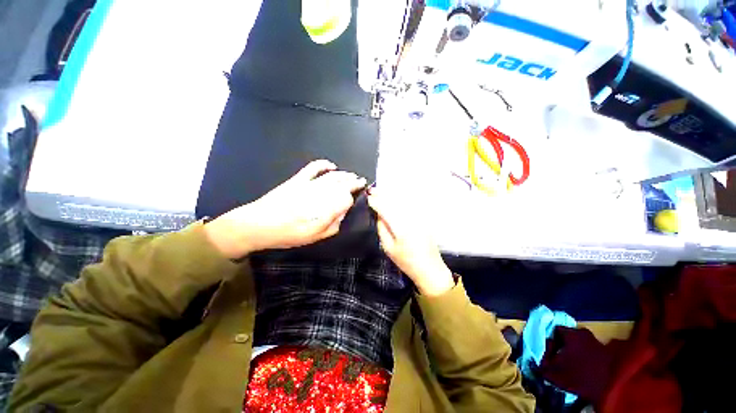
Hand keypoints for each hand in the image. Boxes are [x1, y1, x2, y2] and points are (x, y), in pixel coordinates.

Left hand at [205, 160, 365, 258]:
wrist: (257, 225)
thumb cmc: (287, 234)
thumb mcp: (314, 237)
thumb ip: (333, 225)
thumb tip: (343, 213)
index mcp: (324, 210)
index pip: (345, 199)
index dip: (352, 198)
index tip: (354, 200)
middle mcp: (319, 195)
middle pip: (341, 184)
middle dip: (353, 182)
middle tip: (361, 181)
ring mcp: (308, 184)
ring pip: (332, 176)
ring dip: (344, 174)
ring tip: (352, 175)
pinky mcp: (297, 179)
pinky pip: (313, 168)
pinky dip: (324, 164)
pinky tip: (331, 165)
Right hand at [367, 188, 453, 296]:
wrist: (429, 267)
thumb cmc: (406, 261)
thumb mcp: (388, 248)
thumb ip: (382, 229)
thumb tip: (379, 215)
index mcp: (401, 227)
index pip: (386, 209)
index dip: (376, 202)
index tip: (368, 197)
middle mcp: (411, 218)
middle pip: (395, 202)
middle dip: (382, 195)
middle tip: (372, 190)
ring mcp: (419, 217)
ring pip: (403, 201)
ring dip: (392, 195)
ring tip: (381, 191)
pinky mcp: (424, 218)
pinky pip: (411, 204)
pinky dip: (402, 199)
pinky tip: (396, 197)